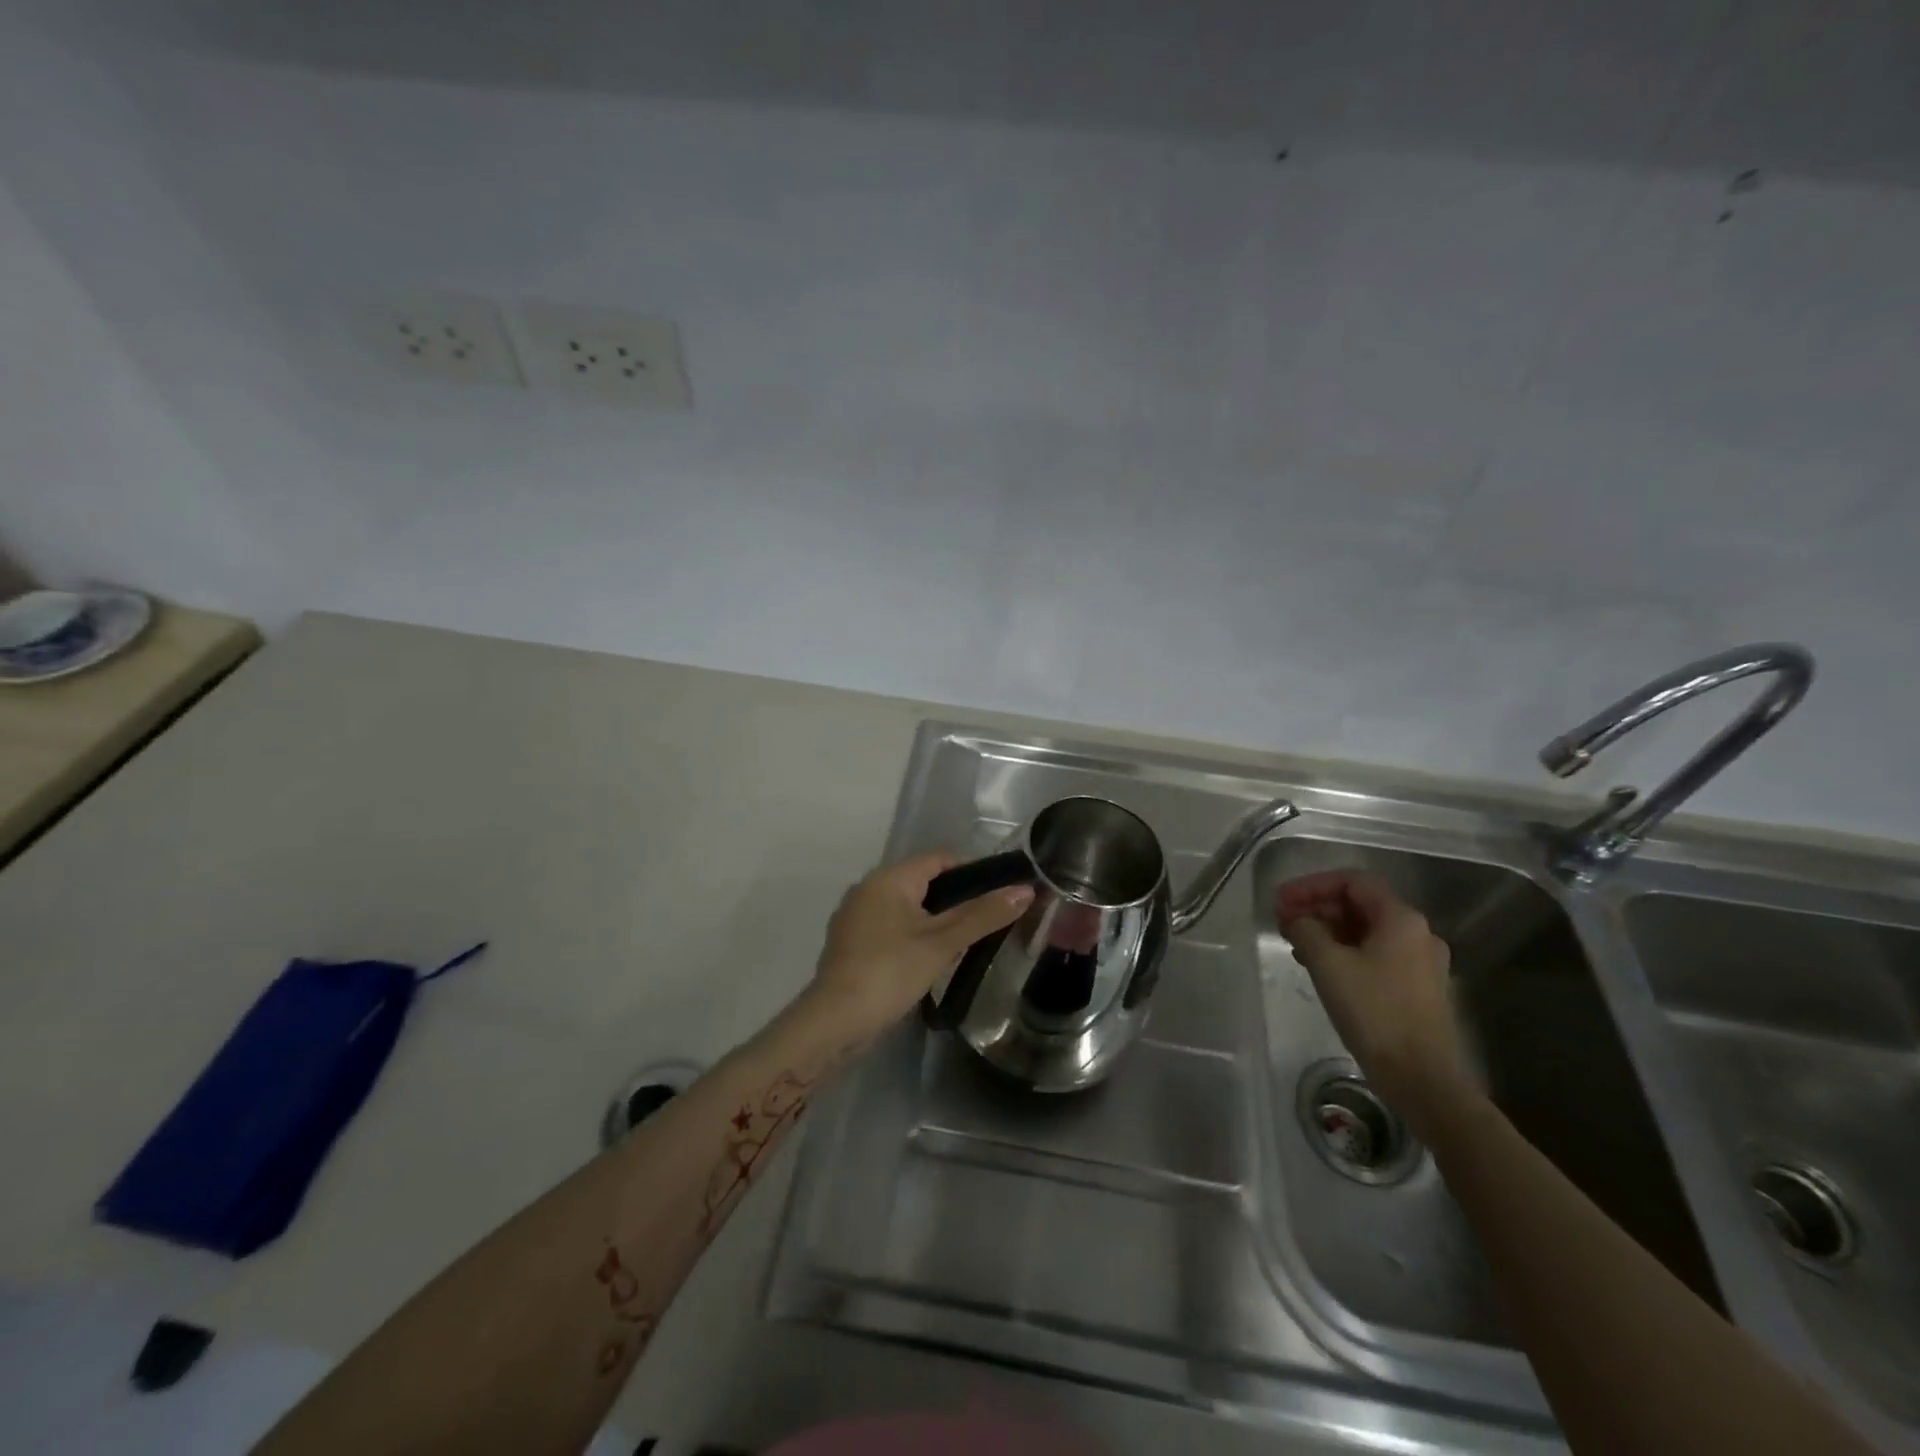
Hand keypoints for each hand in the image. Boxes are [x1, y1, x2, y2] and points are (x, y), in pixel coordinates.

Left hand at [808, 853, 1033, 1038]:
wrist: (835, 1021)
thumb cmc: (891, 972)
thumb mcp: (942, 944)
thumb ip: (983, 915)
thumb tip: (1025, 890)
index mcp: (889, 878)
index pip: (939, 859)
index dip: (972, 871)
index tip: (999, 893)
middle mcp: (868, 887)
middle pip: (922, 881)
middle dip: (954, 897)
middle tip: (986, 921)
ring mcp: (855, 915)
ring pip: (905, 905)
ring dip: (933, 918)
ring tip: (963, 942)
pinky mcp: (850, 941)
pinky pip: (889, 925)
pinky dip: (911, 934)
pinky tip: (927, 958)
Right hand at [1275, 870, 1471, 1122]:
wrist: (1422, 1079)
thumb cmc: (1375, 1012)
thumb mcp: (1329, 964)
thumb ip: (1306, 930)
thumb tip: (1297, 919)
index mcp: (1401, 919)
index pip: (1352, 881)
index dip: (1312, 885)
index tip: (1281, 901)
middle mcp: (1417, 933)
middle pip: (1360, 904)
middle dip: (1318, 908)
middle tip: (1283, 922)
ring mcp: (1420, 962)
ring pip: (1366, 931)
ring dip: (1328, 931)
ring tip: (1295, 945)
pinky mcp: (1417, 988)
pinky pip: (1375, 954)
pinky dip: (1344, 952)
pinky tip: (1320, 968)